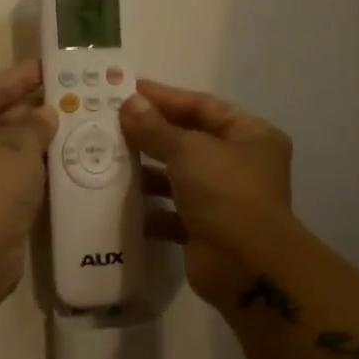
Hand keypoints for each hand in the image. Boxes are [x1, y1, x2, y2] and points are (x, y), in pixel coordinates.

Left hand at [0, 61, 58, 299]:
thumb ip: (34, 125)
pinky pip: (1, 181)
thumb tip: (44, 114)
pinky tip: (59, 164)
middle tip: (67, 100)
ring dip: (29, 144)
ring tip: (71, 127)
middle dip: (26, 113)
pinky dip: (25, 173)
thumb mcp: (18, 145)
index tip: (47, 68)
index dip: (18, 78)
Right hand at [120, 79, 293, 311]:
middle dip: (151, 134)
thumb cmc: (225, 194)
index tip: (127, 91)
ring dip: (146, 172)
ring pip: (178, 177)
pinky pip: (172, 212)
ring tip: (108, 161)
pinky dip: (150, 209)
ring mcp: (224, 199)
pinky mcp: (206, 230)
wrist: (246, 267)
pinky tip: (120, 203)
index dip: (165, 97)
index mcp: (250, 135)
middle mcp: (240, 164)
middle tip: (110, 125)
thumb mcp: (188, 151)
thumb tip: (129, 103)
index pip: (203, 106)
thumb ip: (155, 128)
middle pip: (189, 140)